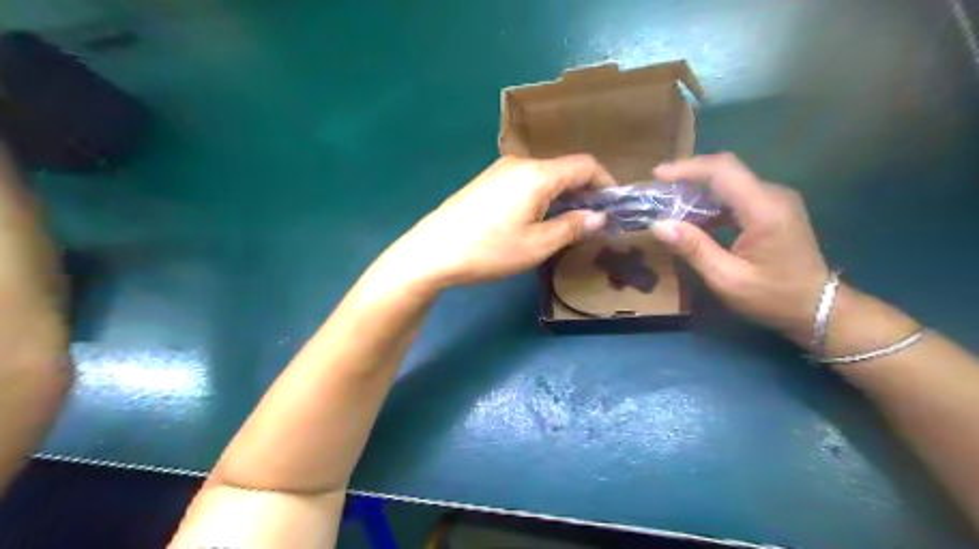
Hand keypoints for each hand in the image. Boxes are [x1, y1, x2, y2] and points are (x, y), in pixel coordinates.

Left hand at [380, 154, 610, 288]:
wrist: (432, 251)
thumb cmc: (489, 249)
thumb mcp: (537, 245)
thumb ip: (572, 227)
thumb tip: (600, 217)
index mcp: (538, 174)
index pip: (585, 165)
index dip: (605, 183)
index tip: (613, 207)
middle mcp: (520, 163)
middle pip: (564, 169)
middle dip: (584, 192)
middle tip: (591, 222)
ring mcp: (500, 170)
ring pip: (544, 176)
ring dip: (562, 196)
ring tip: (566, 225)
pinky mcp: (486, 182)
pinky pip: (525, 182)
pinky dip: (541, 196)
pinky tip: (535, 220)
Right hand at [654, 153, 827, 344]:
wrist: (818, 308)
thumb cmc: (772, 297)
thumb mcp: (727, 279)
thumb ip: (694, 248)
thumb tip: (658, 225)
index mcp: (764, 210)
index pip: (722, 171)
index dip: (687, 169)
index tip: (657, 175)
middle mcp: (772, 195)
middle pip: (725, 170)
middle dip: (688, 176)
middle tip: (657, 191)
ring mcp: (775, 200)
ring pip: (729, 181)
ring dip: (697, 190)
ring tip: (668, 204)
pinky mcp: (772, 209)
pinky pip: (736, 195)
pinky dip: (710, 202)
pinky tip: (692, 218)